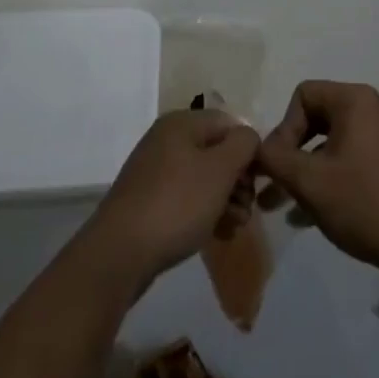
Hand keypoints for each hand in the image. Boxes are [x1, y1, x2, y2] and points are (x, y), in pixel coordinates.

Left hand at [87, 109, 259, 285]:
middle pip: (215, 151)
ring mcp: (154, 171)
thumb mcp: (220, 170)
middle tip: (247, 209)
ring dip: (224, 199)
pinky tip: (218, 234)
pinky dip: (205, 212)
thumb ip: (243, 145)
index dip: (248, 149)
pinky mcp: (148, 202)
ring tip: (236, 226)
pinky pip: (185, 198)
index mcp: (182, 123)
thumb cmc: (177, 203)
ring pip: (202, 178)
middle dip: (237, 180)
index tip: (258, 181)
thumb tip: (248, 137)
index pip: (228, 123)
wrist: (119, 254)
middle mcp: (166, 140)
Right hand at [256, 80, 378, 278]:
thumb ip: (275, 159)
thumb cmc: (364, 203)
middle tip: (273, 185)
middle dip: (290, 152)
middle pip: (315, 117)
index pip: (303, 95)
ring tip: (281, 205)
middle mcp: (370, 108)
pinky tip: (306, 216)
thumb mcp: (310, 181)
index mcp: (354, 100)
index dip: (284, 128)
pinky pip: (347, 158)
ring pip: (329, 143)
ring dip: (304, 170)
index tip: (279, 166)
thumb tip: (253, 148)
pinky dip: (326, 178)